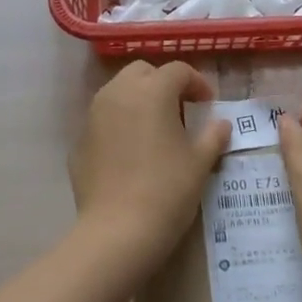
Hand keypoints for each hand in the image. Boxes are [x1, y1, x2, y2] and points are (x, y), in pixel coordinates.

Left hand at [70, 61, 230, 266]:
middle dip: (163, 83)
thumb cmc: (167, 190)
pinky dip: (120, 124)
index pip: (177, 71)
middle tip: (180, 109)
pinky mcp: (80, 141)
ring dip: (139, 100)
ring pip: (118, 92)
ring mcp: (93, 116)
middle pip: (142, 72)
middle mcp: (118, 94)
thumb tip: (221, 124)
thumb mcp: (200, 162)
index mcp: (151, 91)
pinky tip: (132, 152)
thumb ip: (212, 136)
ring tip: (156, 128)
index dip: (197, 83)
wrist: (117, 231)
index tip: (208, 104)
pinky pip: (103, 120)